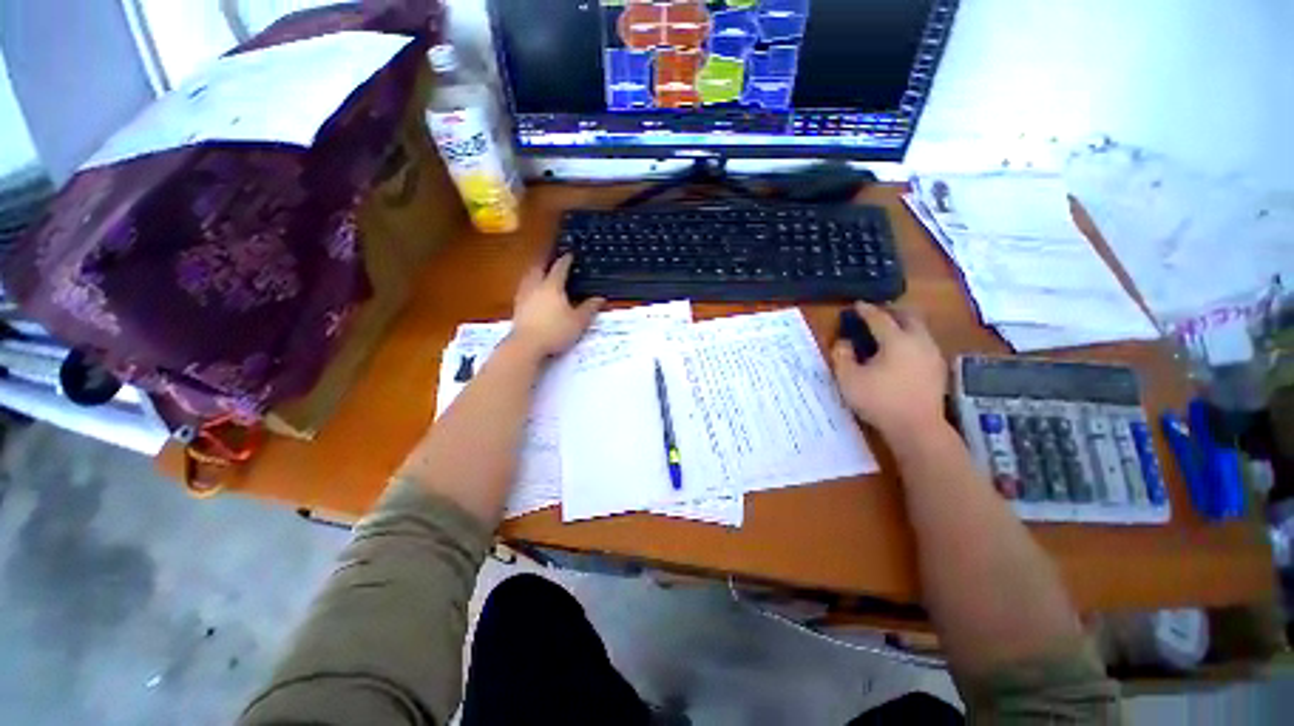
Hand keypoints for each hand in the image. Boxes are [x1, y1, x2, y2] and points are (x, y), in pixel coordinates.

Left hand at [508, 254, 604, 357]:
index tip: (569, 255)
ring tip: (539, 273)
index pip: (560, 268)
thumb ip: (589, 308)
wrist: (527, 345)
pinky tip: (532, 294)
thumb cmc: (555, 331)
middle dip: (545, 263)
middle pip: (538, 269)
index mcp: (552, 286)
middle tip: (551, 261)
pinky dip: (528, 287)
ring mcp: (523, 297)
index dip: (565, 260)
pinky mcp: (516, 309)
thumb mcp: (578, 321)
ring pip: (528, 278)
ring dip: (534, 273)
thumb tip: (600, 298)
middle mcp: (536, 287)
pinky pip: (523, 290)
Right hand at [831, 302, 947, 437]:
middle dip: (893, 311)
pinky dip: (912, 339)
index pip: (879, 318)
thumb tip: (843, 342)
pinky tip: (903, 351)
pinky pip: (924, 344)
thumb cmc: (879, 400)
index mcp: (896, 340)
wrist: (917, 428)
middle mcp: (919, 342)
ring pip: (920, 329)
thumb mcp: (849, 379)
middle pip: (909, 317)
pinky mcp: (938, 370)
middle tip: (878, 312)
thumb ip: (842, 356)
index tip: (856, 305)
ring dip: (905, 324)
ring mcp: (932, 355)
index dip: (866, 310)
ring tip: (890, 330)